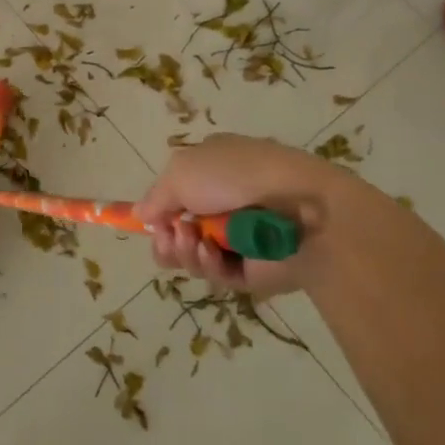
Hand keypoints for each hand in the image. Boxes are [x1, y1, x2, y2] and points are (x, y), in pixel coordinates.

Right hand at [134, 133, 386, 297]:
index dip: (159, 209)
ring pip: (194, 255)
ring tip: (189, 240)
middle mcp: (224, 204)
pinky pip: (218, 273)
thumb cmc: (237, 176)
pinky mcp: (253, 270)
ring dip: (183, 250)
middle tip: (168, 235)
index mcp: (212, 171)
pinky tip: (209, 253)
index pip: (178, 193)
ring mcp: (239, 239)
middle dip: (166, 236)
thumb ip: (156, 196)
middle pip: (180, 230)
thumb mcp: (182, 171)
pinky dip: (207, 265)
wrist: (302, 208)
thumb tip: (142, 215)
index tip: (148, 221)